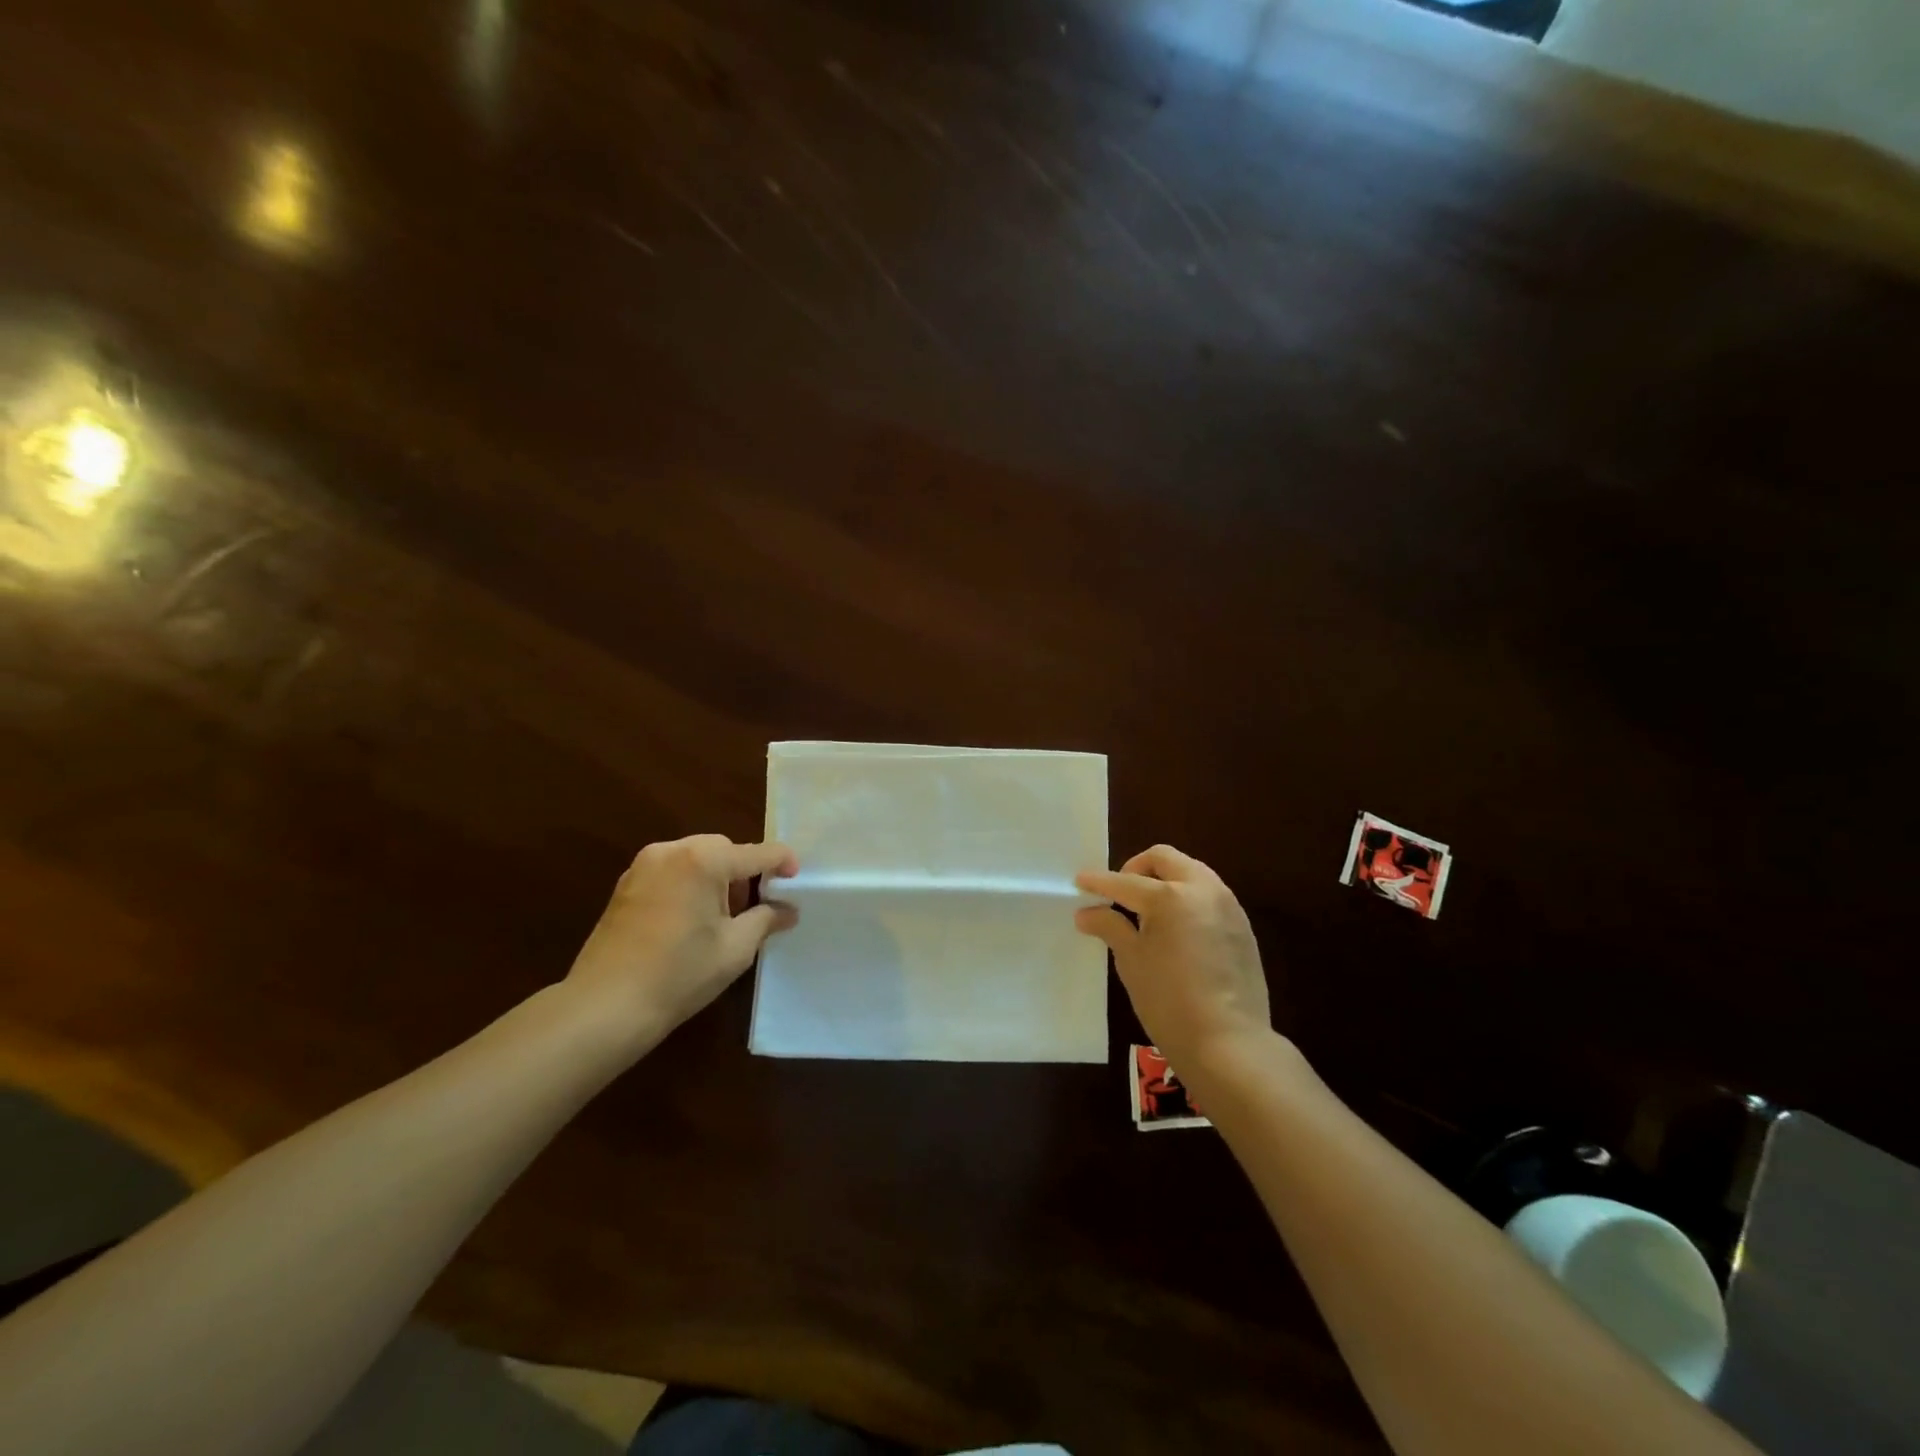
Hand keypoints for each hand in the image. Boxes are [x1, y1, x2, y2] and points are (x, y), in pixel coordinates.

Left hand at [564, 835, 798, 1051]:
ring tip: (722, 917)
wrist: (605, 1006)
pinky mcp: (626, 885)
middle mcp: (672, 851)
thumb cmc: (679, 974)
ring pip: (695, 858)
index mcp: (703, 860)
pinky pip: (671, 871)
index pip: (758, 853)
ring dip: (716, 877)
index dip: (784, 863)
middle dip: (744, 872)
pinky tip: (691, 920)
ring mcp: (643, 866)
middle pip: (724, 849)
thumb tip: (788, 911)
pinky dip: (690, 884)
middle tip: (755, 907)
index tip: (797, 881)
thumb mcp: (735, 948)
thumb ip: (766, 920)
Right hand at [1075, 844, 1271, 1070]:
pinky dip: (1187, 898)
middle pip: (1165, 859)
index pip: (1125, 882)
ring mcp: (1227, 906)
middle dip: (1137, 868)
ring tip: (1148, 910)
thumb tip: (1087, 913)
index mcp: (1169, 896)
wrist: (1229, 1043)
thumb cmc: (1169, 1001)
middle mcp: (1202, 890)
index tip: (1080, 881)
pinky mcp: (1242, 926)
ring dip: (1165, 880)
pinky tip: (1176, 928)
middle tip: (1120, 893)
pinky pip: (1209, 895)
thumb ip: (1109, 927)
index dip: (1098, 882)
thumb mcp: (1131, 961)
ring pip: (1191, 872)